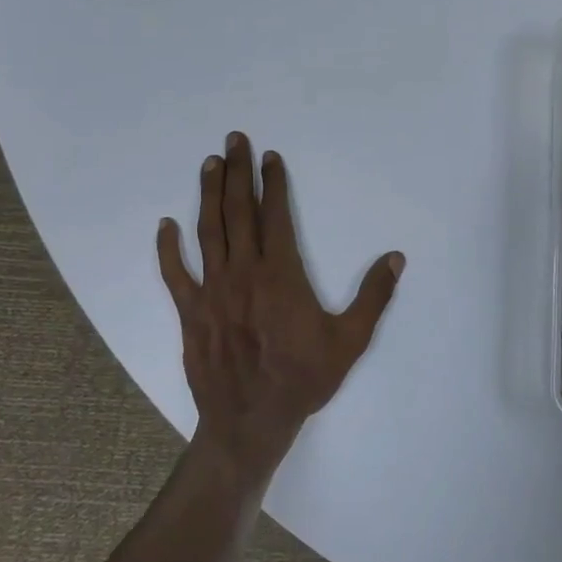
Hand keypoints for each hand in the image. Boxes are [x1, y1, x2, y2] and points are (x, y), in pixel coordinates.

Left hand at [158, 132, 404, 483]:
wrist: (251, 422)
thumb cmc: (304, 379)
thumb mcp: (350, 341)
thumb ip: (373, 296)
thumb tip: (396, 258)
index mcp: (281, 275)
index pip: (275, 216)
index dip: (274, 183)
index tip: (271, 157)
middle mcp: (243, 274)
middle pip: (239, 212)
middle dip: (238, 173)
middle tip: (234, 140)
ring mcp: (212, 292)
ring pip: (208, 232)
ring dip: (208, 195)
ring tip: (210, 165)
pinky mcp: (191, 313)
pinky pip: (174, 274)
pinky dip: (167, 248)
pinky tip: (165, 224)